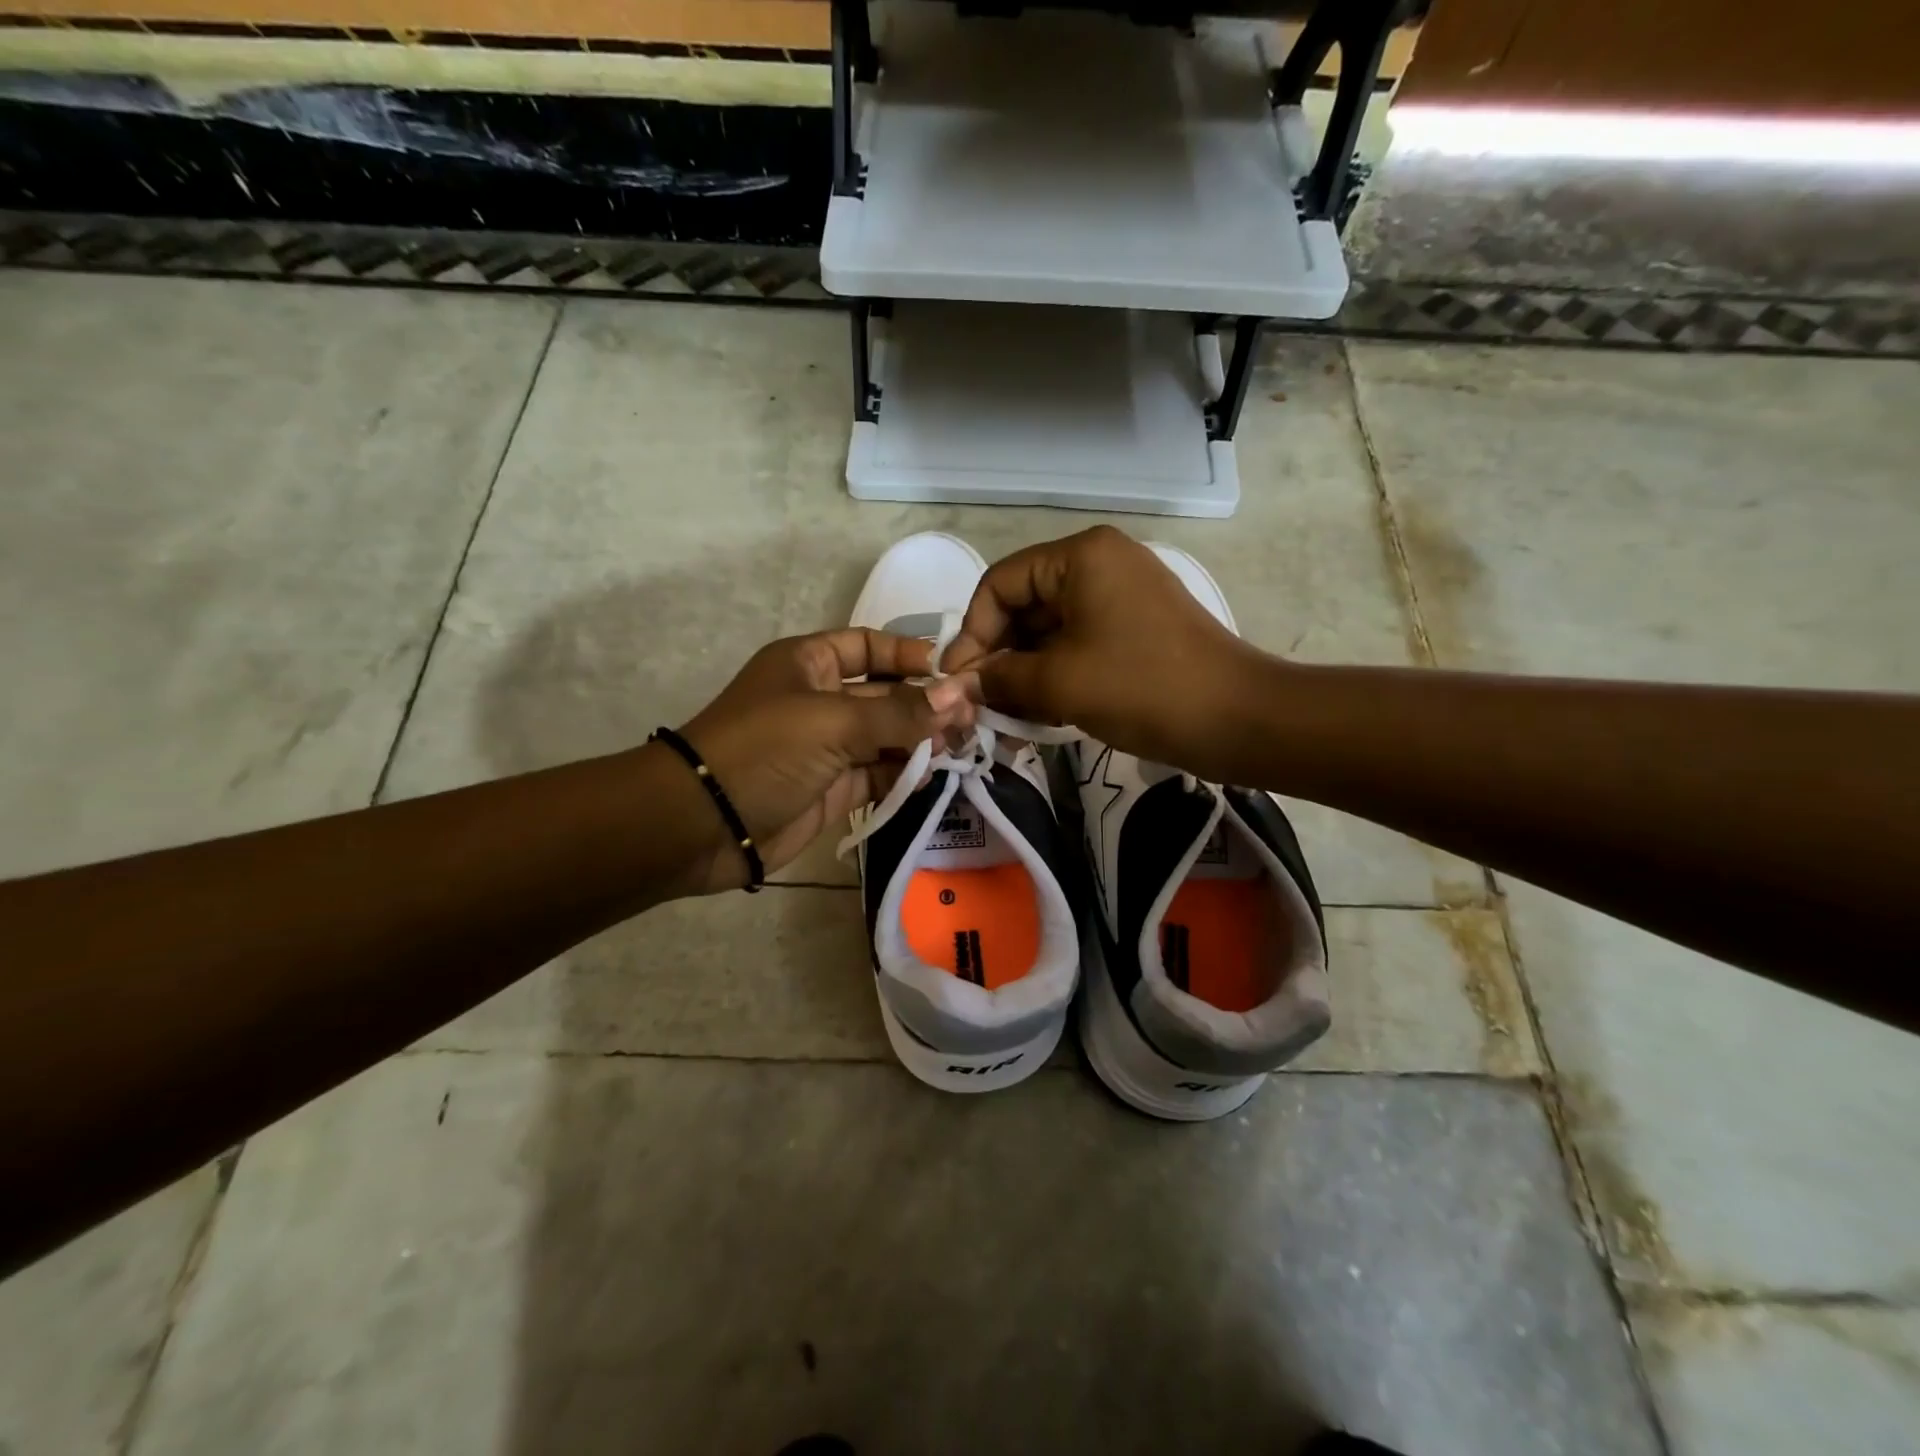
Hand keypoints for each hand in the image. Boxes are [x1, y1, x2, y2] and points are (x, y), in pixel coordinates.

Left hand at [674, 629, 973, 893]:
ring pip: (886, 737)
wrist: (704, 824)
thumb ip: (899, 713)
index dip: (908, 654)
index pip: (867, 646)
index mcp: (808, 664)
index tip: (952, 669)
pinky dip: (905, 774)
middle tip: (973, 717)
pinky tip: (935, 775)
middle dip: (926, 703)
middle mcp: (820, 700)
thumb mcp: (833, 721)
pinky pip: (878, 773)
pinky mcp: (833, 789)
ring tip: (964, 746)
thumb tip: (959, 696)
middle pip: (884, 694)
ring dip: (922, 740)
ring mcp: (827, 747)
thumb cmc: (764, 749)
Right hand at [938, 526, 1261, 772]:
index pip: (1000, 584)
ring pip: (1050, 631)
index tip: (959, 681)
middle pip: (1024, 605)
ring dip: (1024, 672)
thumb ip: (1000, 678)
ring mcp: (1121, 597)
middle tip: (979, 705)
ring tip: (1005, 717)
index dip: (973, 632)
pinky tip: (1037, 713)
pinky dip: (1054, 676)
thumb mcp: (1059, 683)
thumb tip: (957, 684)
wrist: (1237, 719)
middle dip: (998, 656)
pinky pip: (1078, 645)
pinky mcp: (1134, 629)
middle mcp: (1099, 564)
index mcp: (1081, 557)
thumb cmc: (1142, 687)